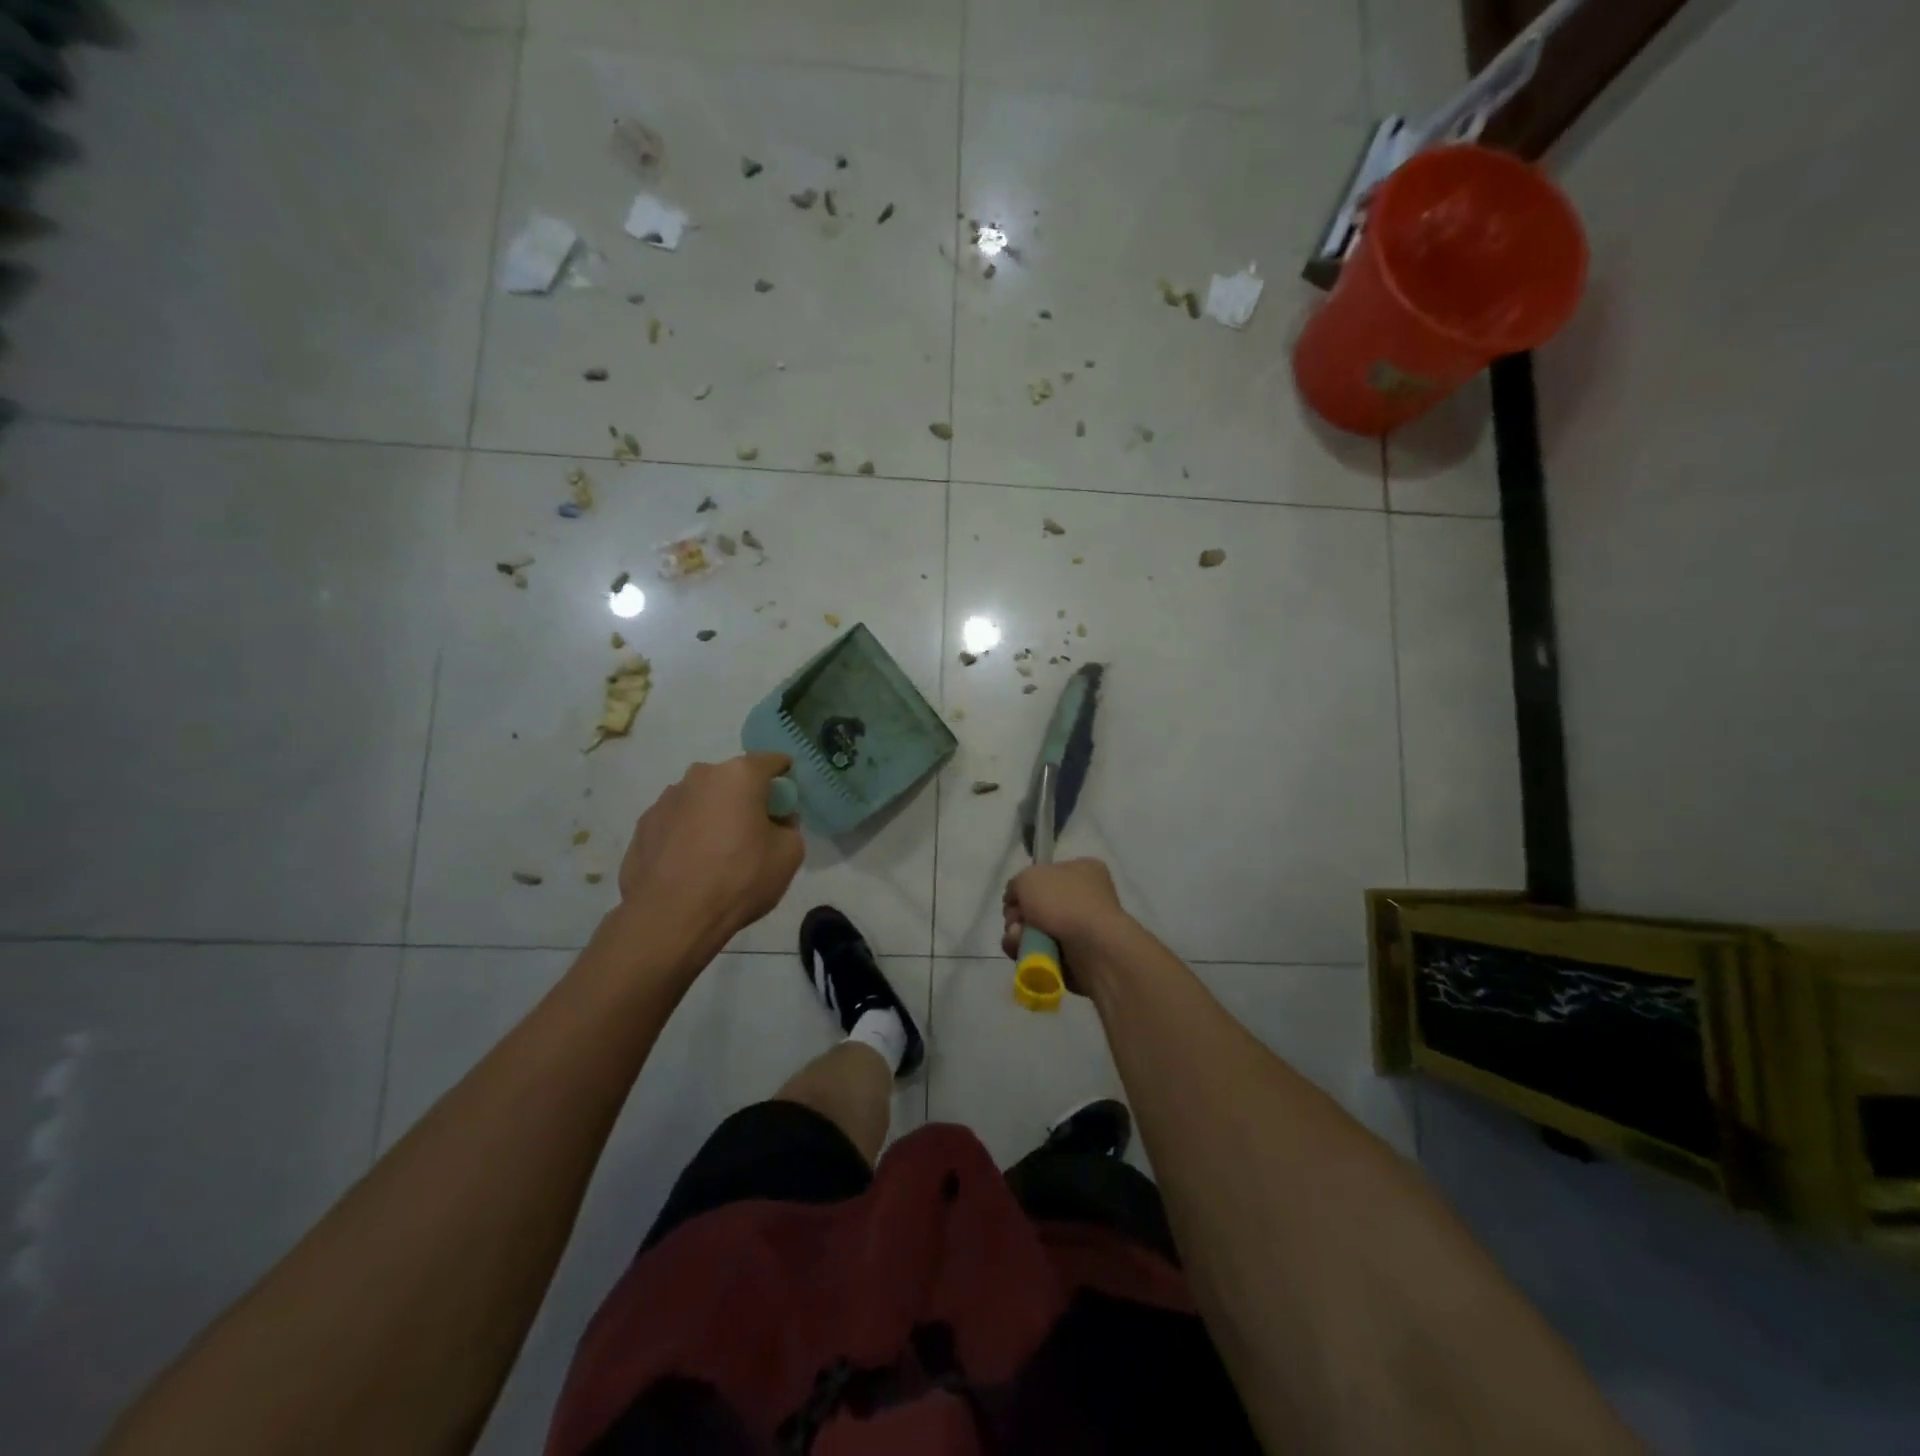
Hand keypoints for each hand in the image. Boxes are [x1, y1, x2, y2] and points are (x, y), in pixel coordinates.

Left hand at [617, 753, 803, 963]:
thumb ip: (789, 827)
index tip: (788, 801)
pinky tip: (691, 866)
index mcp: (739, 775)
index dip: (786, 778)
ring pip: (702, 800)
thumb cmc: (739, 879)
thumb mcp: (790, 854)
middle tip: (755, 832)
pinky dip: (688, 834)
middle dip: (747, 798)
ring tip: (718, 854)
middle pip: (733, 779)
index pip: (773, 761)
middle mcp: (699, 776)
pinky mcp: (643, 825)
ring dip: (714, 815)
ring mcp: (666, 799)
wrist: (671, 917)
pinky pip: (677, 822)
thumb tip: (775, 821)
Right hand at [1001, 858, 1127, 970]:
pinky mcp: (1077, 958)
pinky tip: (1026, 954)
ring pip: (1035, 932)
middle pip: (1036, 906)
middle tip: (1015, 922)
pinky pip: (1043, 953)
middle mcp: (1085, 898)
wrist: (1093, 948)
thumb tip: (1015, 900)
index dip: (1025, 887)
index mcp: (1083, 870)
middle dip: (1018, 916)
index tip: (1013, 898)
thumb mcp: (1029, 877)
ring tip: (1018, 940)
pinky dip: (1030, 954)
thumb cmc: (1064, 902)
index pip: (1046, 875)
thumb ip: (1016, 884)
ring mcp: (1082, 929)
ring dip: (1019, 936)